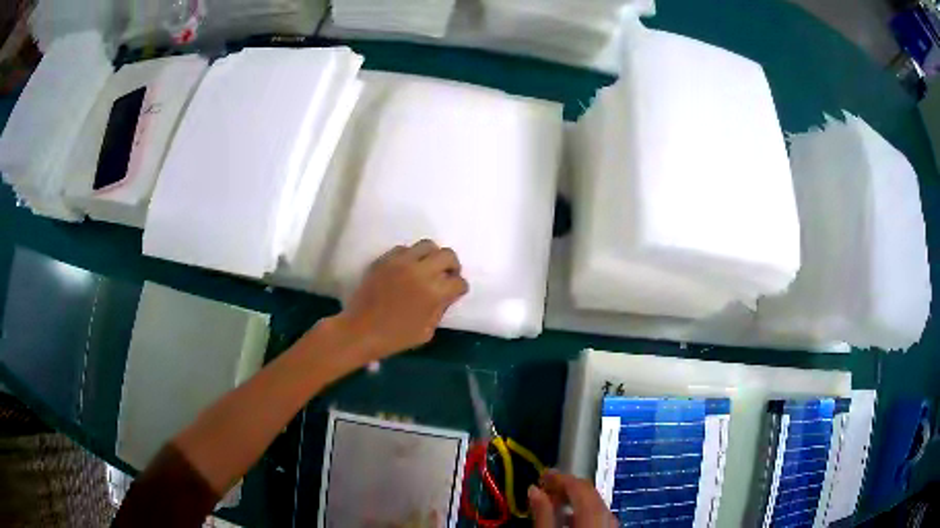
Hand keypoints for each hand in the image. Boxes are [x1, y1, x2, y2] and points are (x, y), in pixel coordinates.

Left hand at [335, 239, 468, 360]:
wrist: (361, 331)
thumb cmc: (395, 337)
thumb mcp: (427, 331)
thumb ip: (439, 309)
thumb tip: (445, 296)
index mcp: (434, 293)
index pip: (458, 282)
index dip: (459, 289)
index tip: (455, 293)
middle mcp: (420, 271)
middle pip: (448, 255)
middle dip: (452, 266)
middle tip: (446, 276)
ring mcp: (401, 262)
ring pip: (427, 245)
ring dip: (432, 256)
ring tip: (427, 268)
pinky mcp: (384, 260)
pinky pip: (404, 249)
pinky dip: (410, 257)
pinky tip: (407, 269)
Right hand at [529, 470, 616, 527]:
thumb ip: (542, 512)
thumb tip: (533, 489)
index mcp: (593, 512)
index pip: (579, 485)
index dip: (559, 476)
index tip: (542, 474)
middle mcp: (608, 513)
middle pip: (589, 491)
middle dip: (567, 486)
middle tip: (546, 486)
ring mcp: (612, 522)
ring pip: (594, 501)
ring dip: (575, 498)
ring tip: (554, 501)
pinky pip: (598, 513)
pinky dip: (583, 509)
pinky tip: (568, 516)